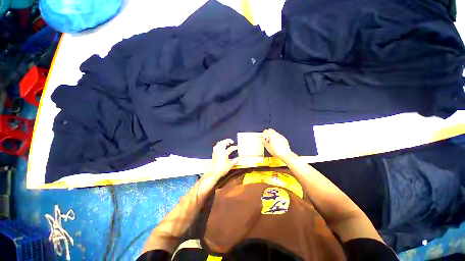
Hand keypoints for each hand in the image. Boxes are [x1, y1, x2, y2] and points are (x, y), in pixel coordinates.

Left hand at [197, 139, 239, 195]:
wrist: (214, 172)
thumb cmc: (222, 169)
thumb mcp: (230, 165)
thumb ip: (235, 161)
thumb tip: (239, 158)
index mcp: (224, 153)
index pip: (231, 148)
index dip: (235, 147)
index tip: (238, 147)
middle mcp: (220, 151)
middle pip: (224, 142)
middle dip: (228, 140)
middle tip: (232, 141)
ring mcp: (216, 151)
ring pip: (219, 143)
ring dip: (223, 141)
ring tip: (227, 143)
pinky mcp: (214, 153)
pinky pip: (216, 146)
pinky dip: (219, 144)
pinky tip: (221, 146)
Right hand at [260, 129, 294, 160]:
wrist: (285, 154)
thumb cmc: (277, 151)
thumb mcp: (268, 148)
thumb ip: (264, 143)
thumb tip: (263, 142)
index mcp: (271, 135)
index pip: (266, 131)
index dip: (264, 134)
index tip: (263, 137)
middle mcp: (276, 134)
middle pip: (271, 130)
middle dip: (268, 134)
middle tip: (267, 139)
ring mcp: (281, 136)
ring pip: (275, 134)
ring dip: (273, 136)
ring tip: (271, 143)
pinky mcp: (284, 139)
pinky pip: (279, 137)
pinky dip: (277, 139)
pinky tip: (276, 144)